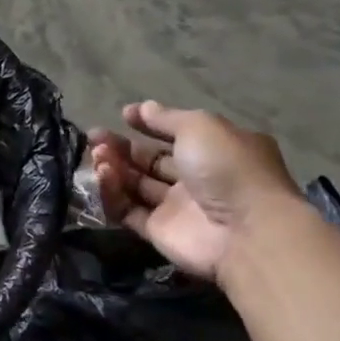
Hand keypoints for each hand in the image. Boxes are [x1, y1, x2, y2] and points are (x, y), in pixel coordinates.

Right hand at [88, 101, 302, 281]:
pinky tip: (101, 177)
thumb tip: (141, 108)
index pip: (176, 134)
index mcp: (215, 150)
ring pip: (136, 184)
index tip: (124, 115)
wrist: (245, 232)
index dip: (149, 124)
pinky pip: (128, 210)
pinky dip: (112, 194)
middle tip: (95, 137)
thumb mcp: (199, 127)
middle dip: (122, 147)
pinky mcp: (158, 231)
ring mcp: (177, 207)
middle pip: (151, 160)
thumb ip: (166, 118)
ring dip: (114, 167)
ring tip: (97, 156)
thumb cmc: (227, 168)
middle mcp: (196, 178)